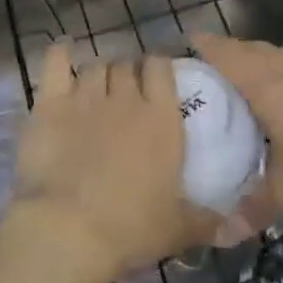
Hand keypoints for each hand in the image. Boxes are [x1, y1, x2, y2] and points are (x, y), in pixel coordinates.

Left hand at [10, 42, 217, 282]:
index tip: (156, 79)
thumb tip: (231, 227)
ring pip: (96, 66)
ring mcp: (86, 96)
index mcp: (160, 118)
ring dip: (100, 73)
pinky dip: (61, 53)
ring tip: (97, 88)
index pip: (161, 67)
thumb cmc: (130, 229)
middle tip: (125, 93)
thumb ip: (207, 221)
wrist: (69, 231)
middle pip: (126, 65)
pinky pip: (56, 61)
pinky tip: (64, 51)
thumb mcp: (178, 230)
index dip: (157, 67)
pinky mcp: (51, 103)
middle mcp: (125, 97)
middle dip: (127, 73)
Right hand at [194, 34, 282, 220]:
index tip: (181, 51)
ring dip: (265, 62)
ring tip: (252, 83)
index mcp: (268, 83)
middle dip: (229, 56)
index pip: (224, 52)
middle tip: (209, 78)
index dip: (202, 47)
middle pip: (252, 49)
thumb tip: (218, 234)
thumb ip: (252, 208)